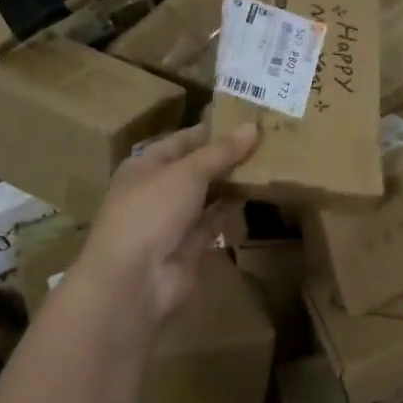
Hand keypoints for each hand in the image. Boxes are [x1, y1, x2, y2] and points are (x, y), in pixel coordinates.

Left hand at [67, 122, 258, 331]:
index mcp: (146, 165)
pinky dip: (232, 210)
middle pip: (198, 167)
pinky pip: (214, 221)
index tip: (248, 121)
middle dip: (228, 156)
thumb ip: (221, 151)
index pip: (183, 140)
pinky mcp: (189, 246)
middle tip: (267, 141)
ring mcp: (173, 220)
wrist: (134, 281)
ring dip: (233, 182)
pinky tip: (256, 195)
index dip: (213, 130)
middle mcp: (158, 189)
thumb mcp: (188, 172)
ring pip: (208, 194)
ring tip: (269, 163)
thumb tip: (252, 127)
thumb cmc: (152, 212)